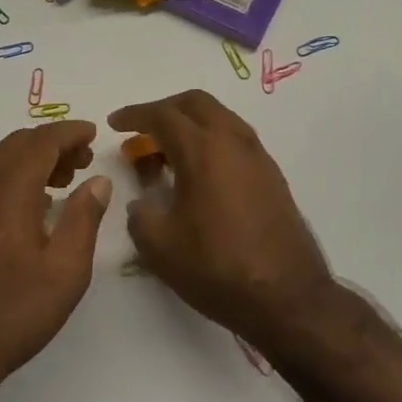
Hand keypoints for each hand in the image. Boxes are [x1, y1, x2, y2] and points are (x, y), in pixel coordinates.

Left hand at [0, 120, 112, 391]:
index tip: (93, 133)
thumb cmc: (12, 315)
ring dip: (33, 157)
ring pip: (0, 159)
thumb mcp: (64, 273)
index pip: (40, 143)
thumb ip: (83, 219)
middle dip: (52, 142)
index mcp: (7, 194)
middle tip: (83, 159)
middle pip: (17, 144)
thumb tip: (97, 181)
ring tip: (65, 177)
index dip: (68, 133)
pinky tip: (35, 202)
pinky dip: (15, 173)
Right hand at [109, 91, 338, 357]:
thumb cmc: (217, 268)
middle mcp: (233, 142)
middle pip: (196, 103)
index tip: (114, 123)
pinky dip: (212, 142)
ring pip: (220, 118)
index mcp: (203, 150)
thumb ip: (140, 214)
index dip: (134, 115)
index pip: (162, 115)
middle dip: (165, 109)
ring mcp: (258, 157)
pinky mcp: (272, 176)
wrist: (287, 299)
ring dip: (191, 124)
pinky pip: (235, 140)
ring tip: (168, 153)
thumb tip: (143, 202)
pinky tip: (199, 174)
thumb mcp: (159, 246)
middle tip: (142, 131)